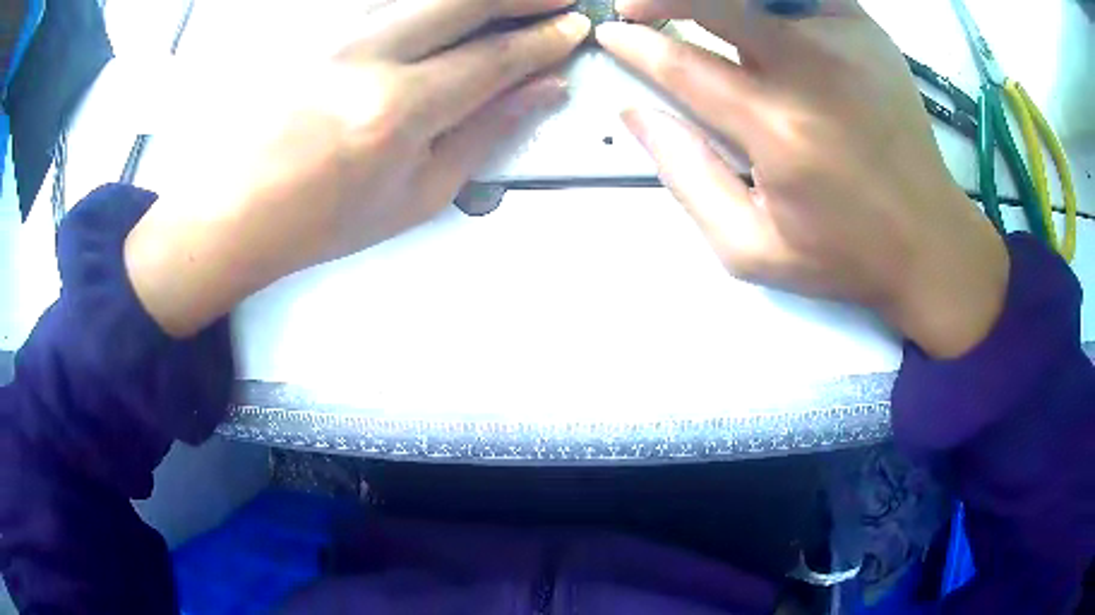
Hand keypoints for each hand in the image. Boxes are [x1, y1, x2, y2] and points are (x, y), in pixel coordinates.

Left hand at [126, 0, 590, 336]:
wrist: (237, 212)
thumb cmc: (326, 220)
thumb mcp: (417, 194)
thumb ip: (483, 134)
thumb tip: (541, 91)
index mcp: (398, 110)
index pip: (492, 57)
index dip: (542, 40)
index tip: (574, 29)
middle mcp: (370, 57)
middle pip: (461, 0)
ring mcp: (338, 37)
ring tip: (511, 2)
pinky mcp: (319, 33)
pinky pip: (388, 4)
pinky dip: (431, 3)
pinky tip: (451, 11)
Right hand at [597, 0, 1007, 357]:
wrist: (929, 241)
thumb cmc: (843, 254)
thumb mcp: (751, 248)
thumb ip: (687, 178)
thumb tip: (636, 116)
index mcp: (778, 128)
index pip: (684, 65)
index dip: (637, 46)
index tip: (610, 36)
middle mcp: (810, 70)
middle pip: (716, 1)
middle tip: (634, 7)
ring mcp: (844, 42)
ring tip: (696, 12)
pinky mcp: (867, 32)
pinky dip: (773, 1)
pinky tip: (757, 13)